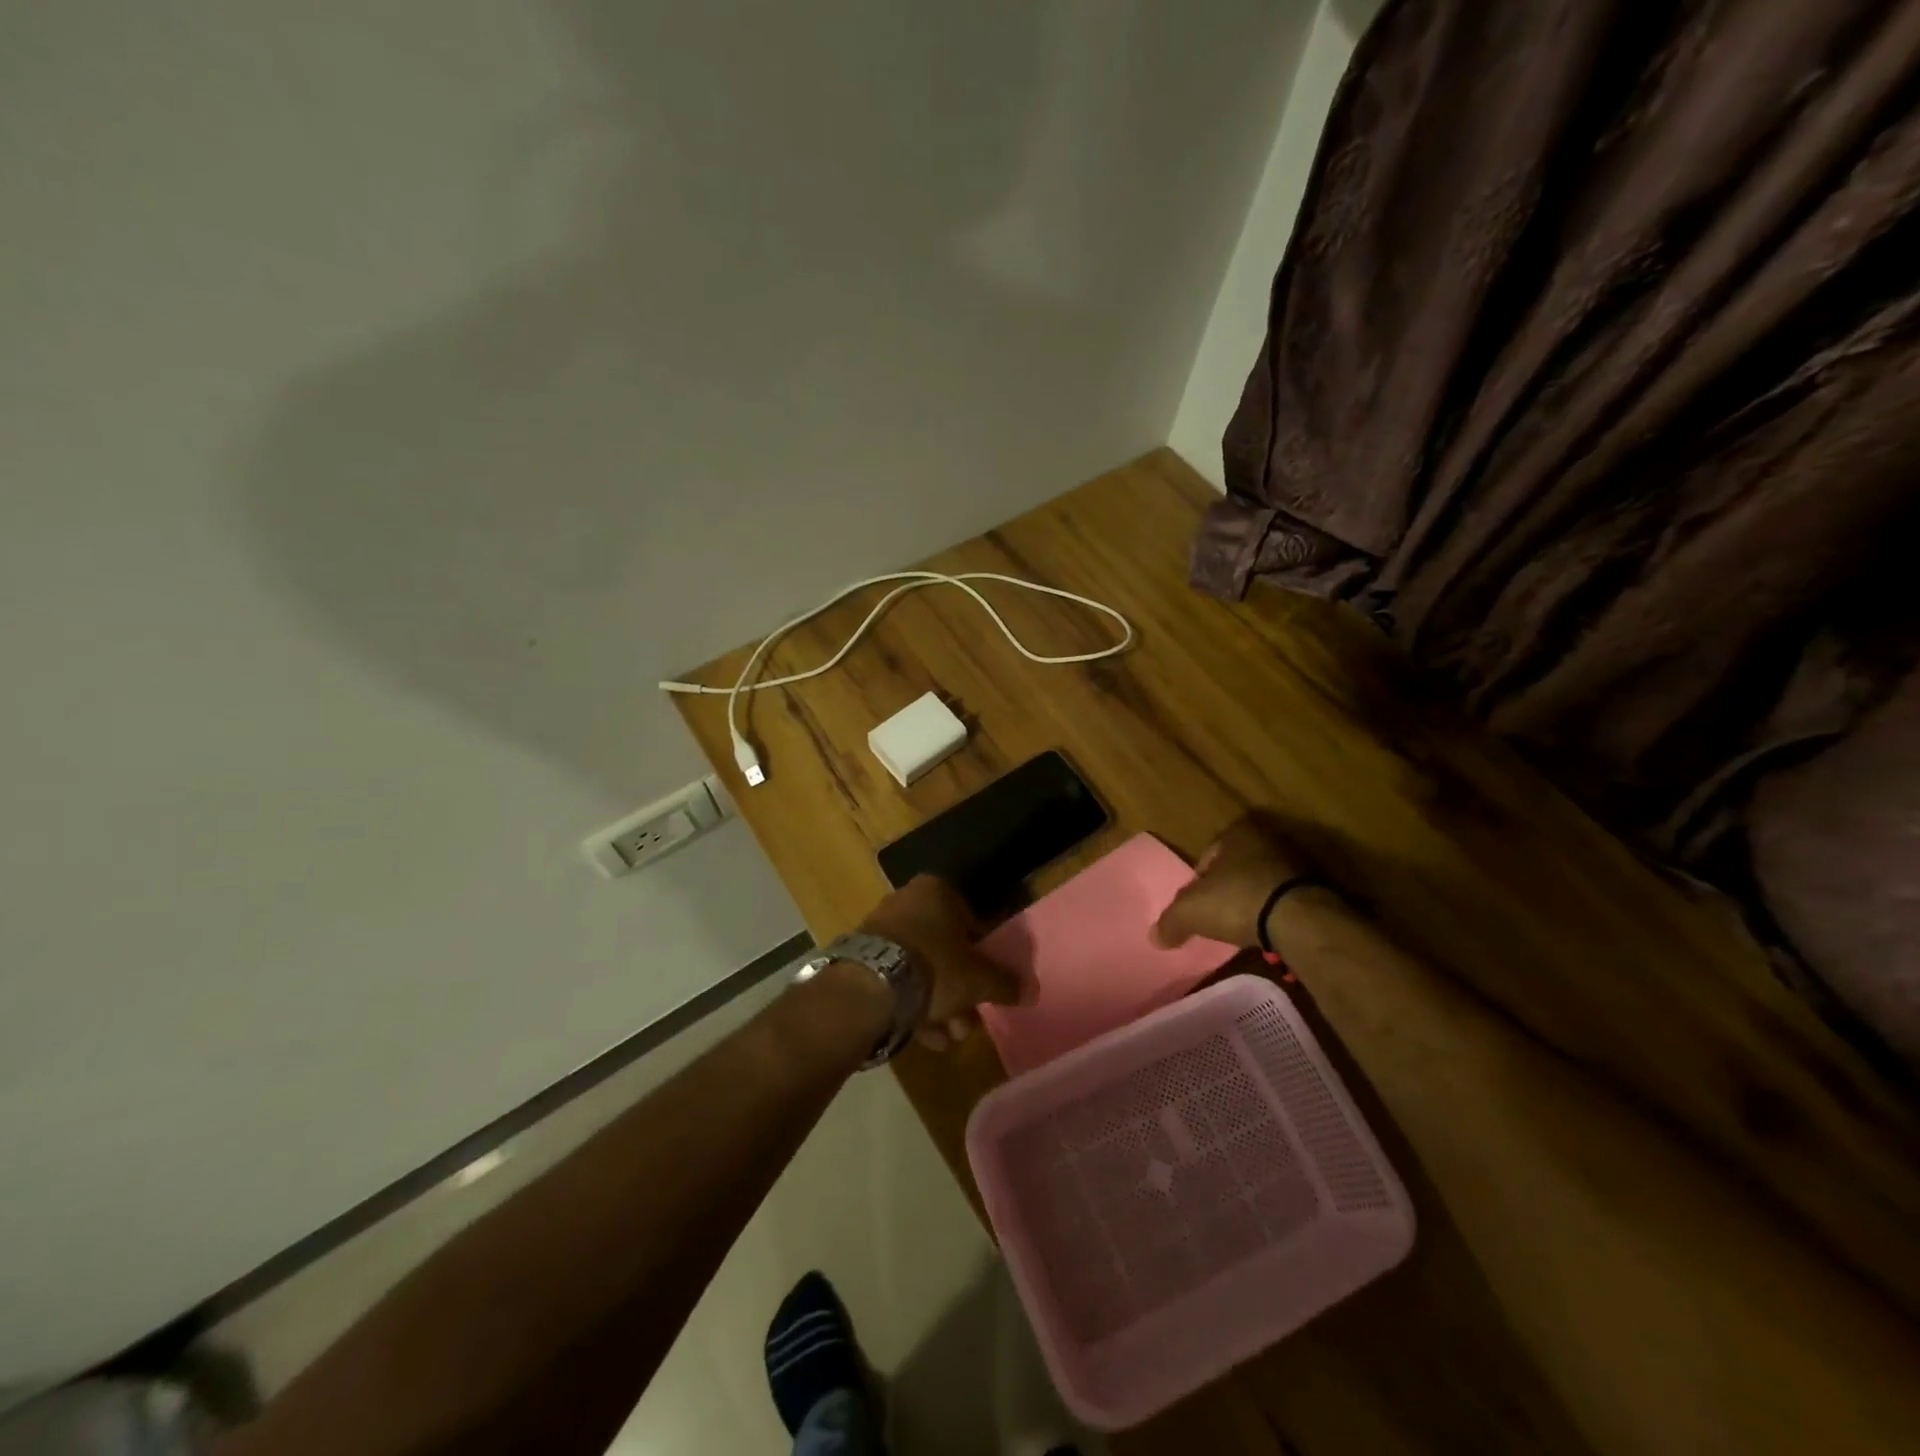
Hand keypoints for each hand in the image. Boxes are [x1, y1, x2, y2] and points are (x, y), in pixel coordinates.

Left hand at [862, 875, 1020, 1050]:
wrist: (868, 988)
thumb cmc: (933, 968)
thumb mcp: (978, 979)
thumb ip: (1006, 983)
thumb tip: (1032, 991)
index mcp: (936, 891)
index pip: (970, 921)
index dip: (982, 957)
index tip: (985, 985)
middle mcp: (906, 901)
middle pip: (944, 950)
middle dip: (959, 992)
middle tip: (968, 1023)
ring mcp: (879, 930)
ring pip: (920, 969)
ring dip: (938, 1006)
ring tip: (948, 1038)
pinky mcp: (860, 958)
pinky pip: (895, 981)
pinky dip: (911, 1007)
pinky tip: (925, 1039)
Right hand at [1152, 813, 1321, 949]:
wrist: (1300, 919)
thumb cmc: (1237, 900)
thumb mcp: (1191, 912)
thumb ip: (1170, 921)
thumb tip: (1155, 938)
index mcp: (1236, 832)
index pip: (1208, 855)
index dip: (1199, 880)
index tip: (1198, 904)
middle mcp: (1267, 838)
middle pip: (1237, 866)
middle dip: (1228, 888)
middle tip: (1219, 914)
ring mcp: (1297, 861)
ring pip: (1263, 881)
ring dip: (1254, 900)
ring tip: (1245, 926)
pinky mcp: (1318, 886)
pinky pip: (1286, 898)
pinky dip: (1277, 912)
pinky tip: (1270, 931)